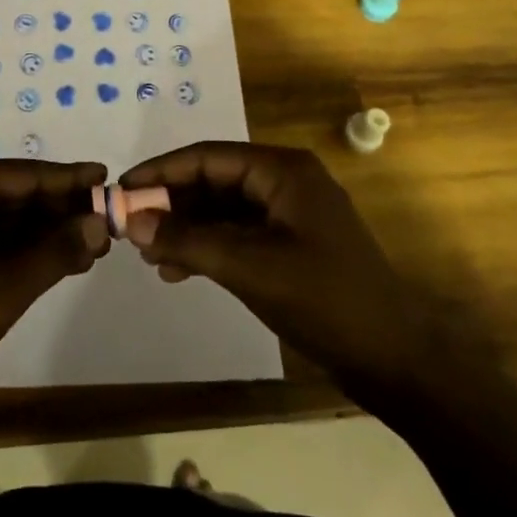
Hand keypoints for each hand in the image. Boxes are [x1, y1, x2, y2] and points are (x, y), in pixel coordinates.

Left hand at [0, 160, 108, 420]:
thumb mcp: (3, 291)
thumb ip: (55, 252)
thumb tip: (99, 224)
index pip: (24, 174)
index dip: (69, 179)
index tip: (109, 178)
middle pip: (13, 193)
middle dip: (59, 210)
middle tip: (107, 223)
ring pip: (0, 217)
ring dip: (42, 232)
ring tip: (90, 246)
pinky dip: (17, 249)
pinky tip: (53, 261)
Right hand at [120, 143, 428, 383]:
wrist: (395, 359)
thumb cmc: (324, 300)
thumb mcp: (249, 267)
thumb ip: (188, 240)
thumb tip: (133, 222)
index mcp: (282, 170)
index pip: (207, 157)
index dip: (161, 171)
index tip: (122, 190)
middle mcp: (284, 181)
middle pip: (213, 181)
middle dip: (171, 203)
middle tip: (131, 227)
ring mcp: (289, 214)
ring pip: (222, 210)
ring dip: (186, 229)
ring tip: (150, 256)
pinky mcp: (290, 244)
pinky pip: (238, 234)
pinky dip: (208, 248)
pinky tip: (179, 271)